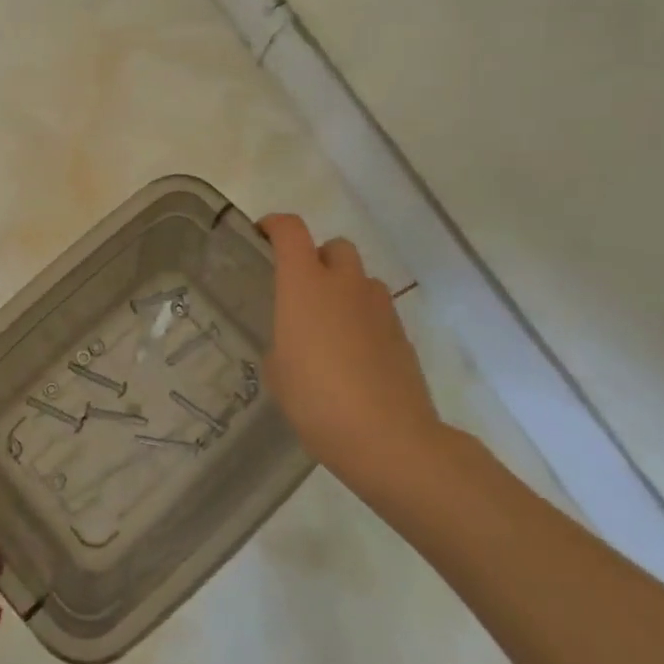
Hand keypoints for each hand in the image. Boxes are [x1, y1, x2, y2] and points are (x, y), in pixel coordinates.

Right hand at [259, 214, 450, 501]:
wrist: (389, 438)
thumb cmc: (317, 400)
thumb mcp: (278, 371)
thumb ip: (283, 341)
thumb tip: (295, 340)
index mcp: (305, 285)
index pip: (290, 230)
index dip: (274, 225)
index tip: (261, 235)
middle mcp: (344, 284)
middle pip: (334, 246)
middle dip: (316, 258)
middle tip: (300, 289)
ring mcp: (379, 307)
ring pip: (359, 278)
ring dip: (343, 289)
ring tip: (328, 326)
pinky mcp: (401, 333)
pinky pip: (377, 309)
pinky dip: (362, 318)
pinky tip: (352, 355)